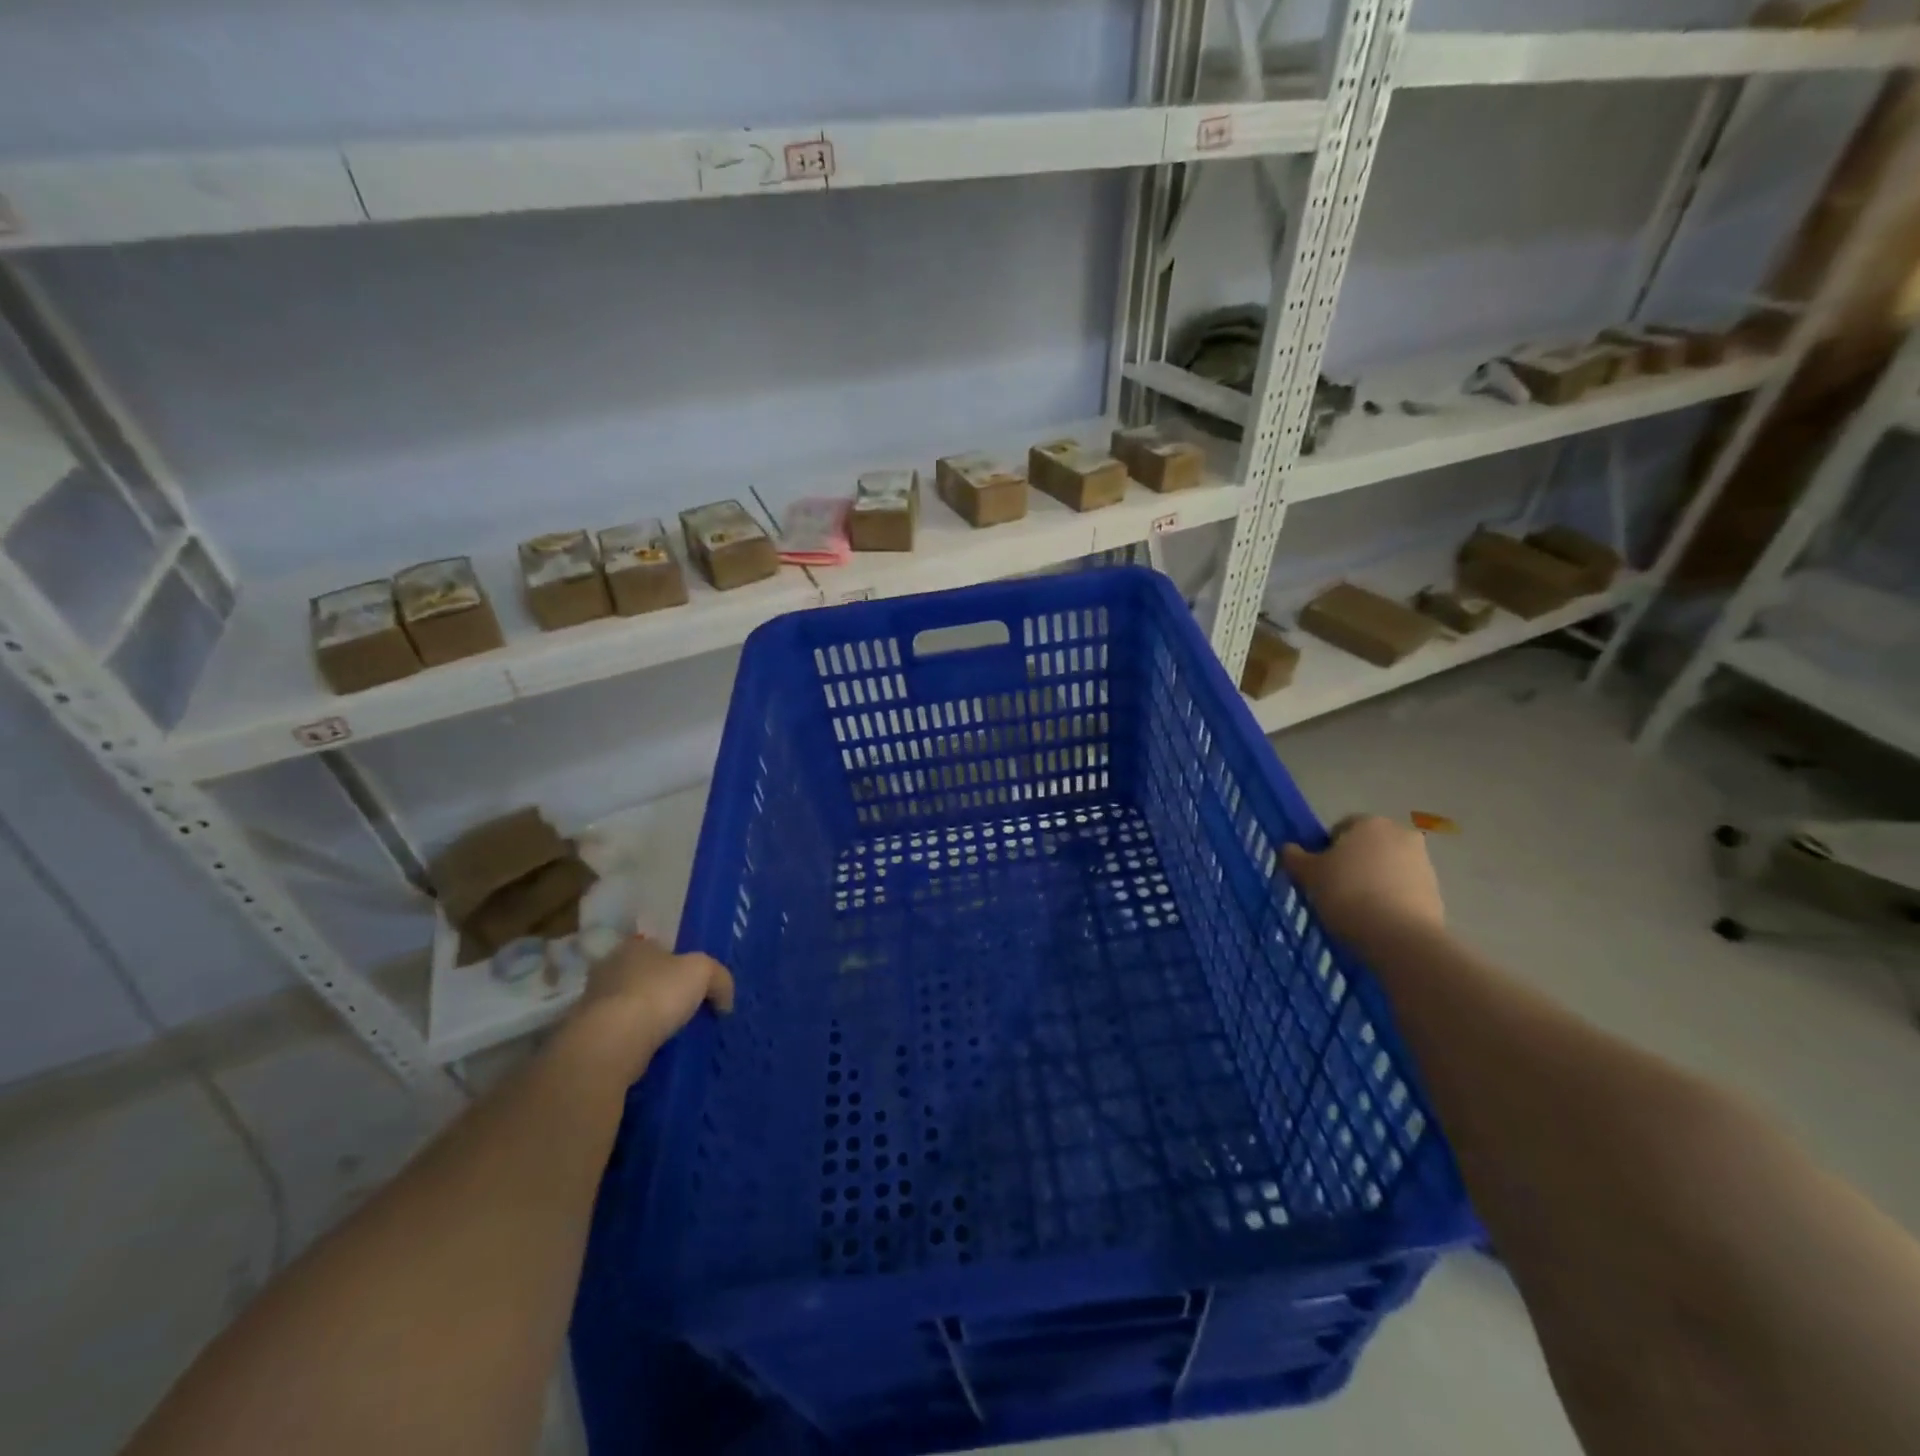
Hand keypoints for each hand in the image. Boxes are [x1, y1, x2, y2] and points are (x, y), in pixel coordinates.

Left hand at [568, 936, 734, 1075]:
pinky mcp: (589, 1034)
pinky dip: (635, 1040)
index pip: (660, 948)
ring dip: (647, 1018)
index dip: (680, 964)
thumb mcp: (703, 972)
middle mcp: (610, 968)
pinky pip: (620, 1033)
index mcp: (635, 946)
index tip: (696, 985)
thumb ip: (719, 979)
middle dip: (662, 991)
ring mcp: (594, 1003)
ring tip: (672, 1036)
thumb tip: (724, 1001)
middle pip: (644, 976)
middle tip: (686, 1011)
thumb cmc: (658, 993)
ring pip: (631, 1005)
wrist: (612, 1042)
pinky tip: (652, 1052)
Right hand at [1282, 815, 1444, 942]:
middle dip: (1353, 864)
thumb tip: (1289, 848)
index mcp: (1369, 823)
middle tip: (1334, 890)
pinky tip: (1376, 921)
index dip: (1325, 850)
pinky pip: (1403, 891)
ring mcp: (1423, 864)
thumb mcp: (1309, 875)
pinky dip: (1390, 900)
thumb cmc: (1347, 893)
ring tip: (1356, 910)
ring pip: (1387, 869)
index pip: (1341, 828)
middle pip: (1367, 847)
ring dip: (1373, 882)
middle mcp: (1401, 835)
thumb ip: (1296, 857)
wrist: (1399, 937)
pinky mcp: (1436, 892)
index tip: (1318, 874)